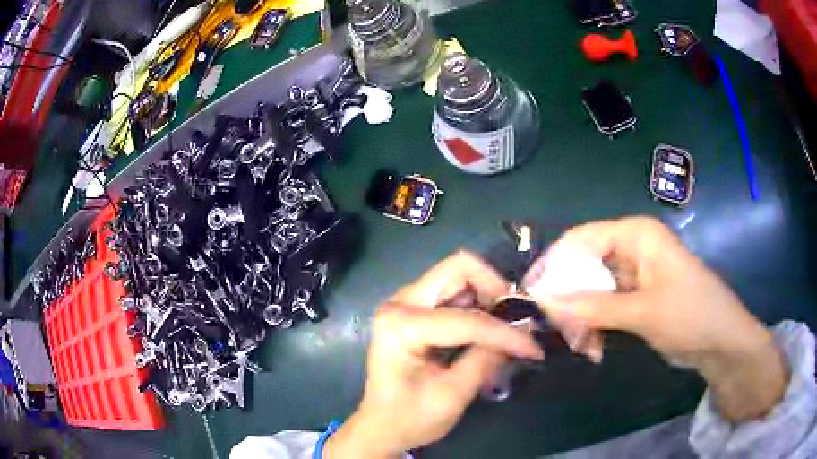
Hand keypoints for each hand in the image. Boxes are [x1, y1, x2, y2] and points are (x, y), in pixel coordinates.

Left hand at [325, 252, 542, 457]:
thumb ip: (486, 361)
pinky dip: (478, 303)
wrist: (381, 426)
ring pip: (458, 276)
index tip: (533, 348)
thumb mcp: (452, 396)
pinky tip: (489, 327)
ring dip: (488, 295)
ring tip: (508, 325)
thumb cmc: (409, 418)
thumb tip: (521, 336)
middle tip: (517, 319)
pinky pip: (454, 291)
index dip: (505, 333)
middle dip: (495, 289)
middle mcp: (400, 303)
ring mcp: (406, 302)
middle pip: (459, 269)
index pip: (466, 319)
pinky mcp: (415, 310)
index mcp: (401, 325)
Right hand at [532, 217, 787, 421]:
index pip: (582, 239)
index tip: (534, 296)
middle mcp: (632, 248)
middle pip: (585, 265)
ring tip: (582, 347)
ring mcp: (634, 274)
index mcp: (636, 235)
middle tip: (560, 332)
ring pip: (592, 290)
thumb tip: (545, 300)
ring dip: (582, 318)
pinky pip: (604, 306)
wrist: (721, 341)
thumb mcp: (643, 312)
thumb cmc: (690, 314)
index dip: (555, 264)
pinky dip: (596, 326)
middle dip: (569, 300)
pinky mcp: (636, 297)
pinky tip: (595, 348)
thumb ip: (594, 306)